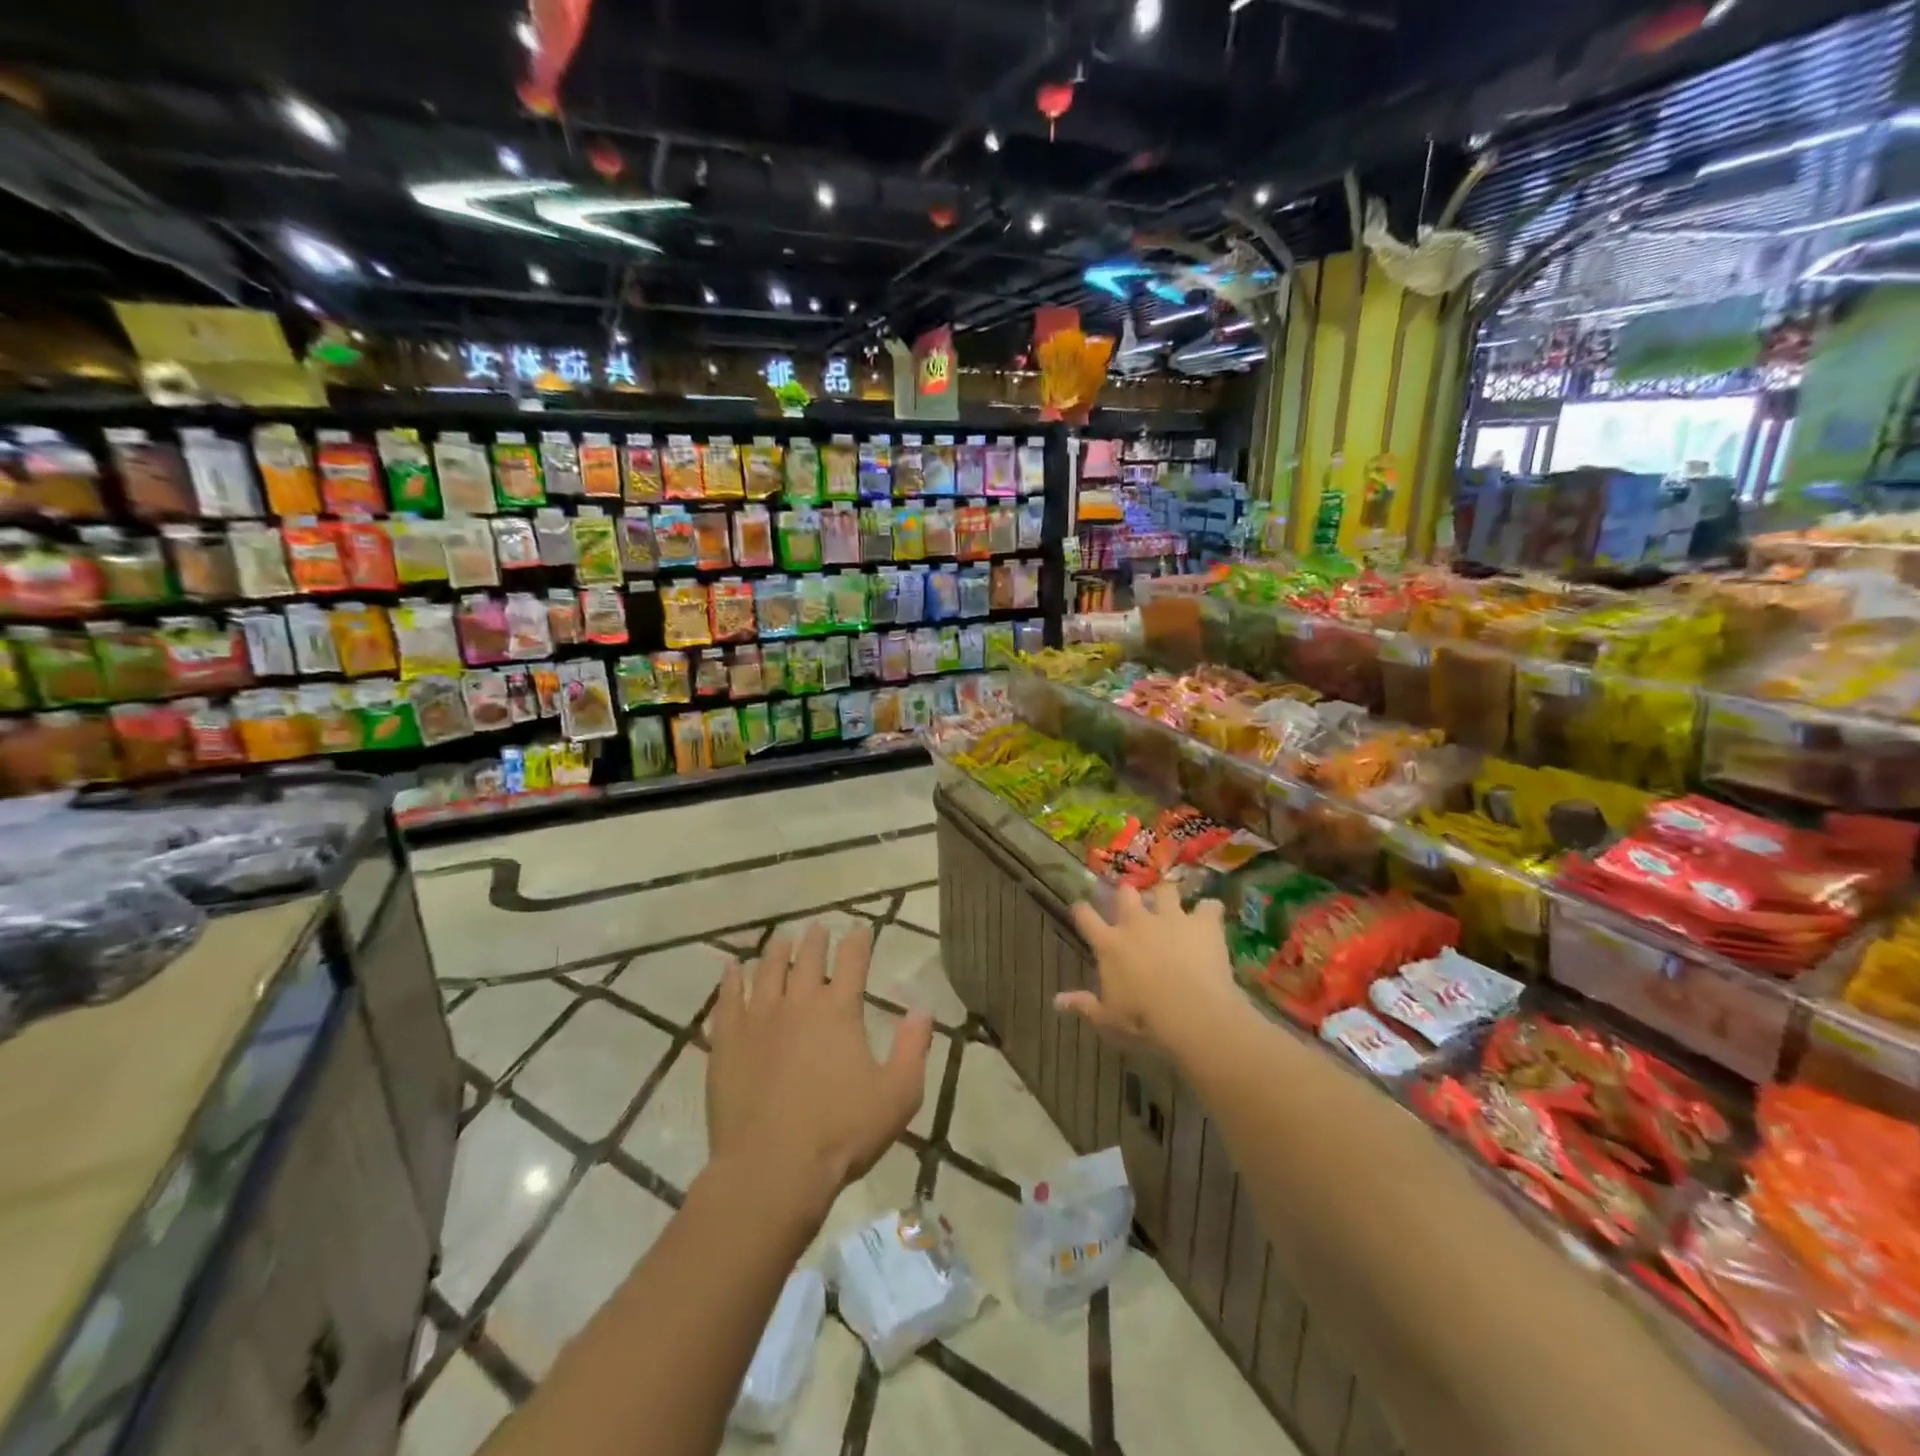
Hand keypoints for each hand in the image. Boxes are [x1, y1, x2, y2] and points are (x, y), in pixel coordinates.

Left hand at [707, 922, 933, 1216]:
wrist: (771, 1169)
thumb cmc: (841, 1132)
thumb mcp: (898, 1094)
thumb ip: (913, 1048)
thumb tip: (923, 1009)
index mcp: (839, 1010)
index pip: (852, 960)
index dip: (858, 940)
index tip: (859, 926)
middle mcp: (799, 1003)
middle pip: (808, 958)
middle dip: (816, 940)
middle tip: (817, 928)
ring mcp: (759, 1019)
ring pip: (767, 970)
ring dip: (777, 951)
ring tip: (781, 940)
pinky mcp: (728, 1041)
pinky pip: (728, 998)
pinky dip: (732, 979)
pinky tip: (733, 968)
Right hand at [1060, 885, 1241, 1056]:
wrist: (1192, 1013)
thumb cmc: (1144, 1020)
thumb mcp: (1108, 1019)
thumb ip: (1084, 1005)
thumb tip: (1056, 1001)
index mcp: (1110, 944)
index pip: (1086, 917)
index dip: (1082, 910)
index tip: (1081, 908)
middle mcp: (1137, 923)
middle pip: (1126, 894)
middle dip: (1127, 895)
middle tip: (1132, 903)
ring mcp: (1171, 918)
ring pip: (1165, 891)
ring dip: (1167, 897)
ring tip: (1172, 906)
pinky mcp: (1202, 923)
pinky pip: (1209, 907)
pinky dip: (1209, 912)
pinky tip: (1211, 919)